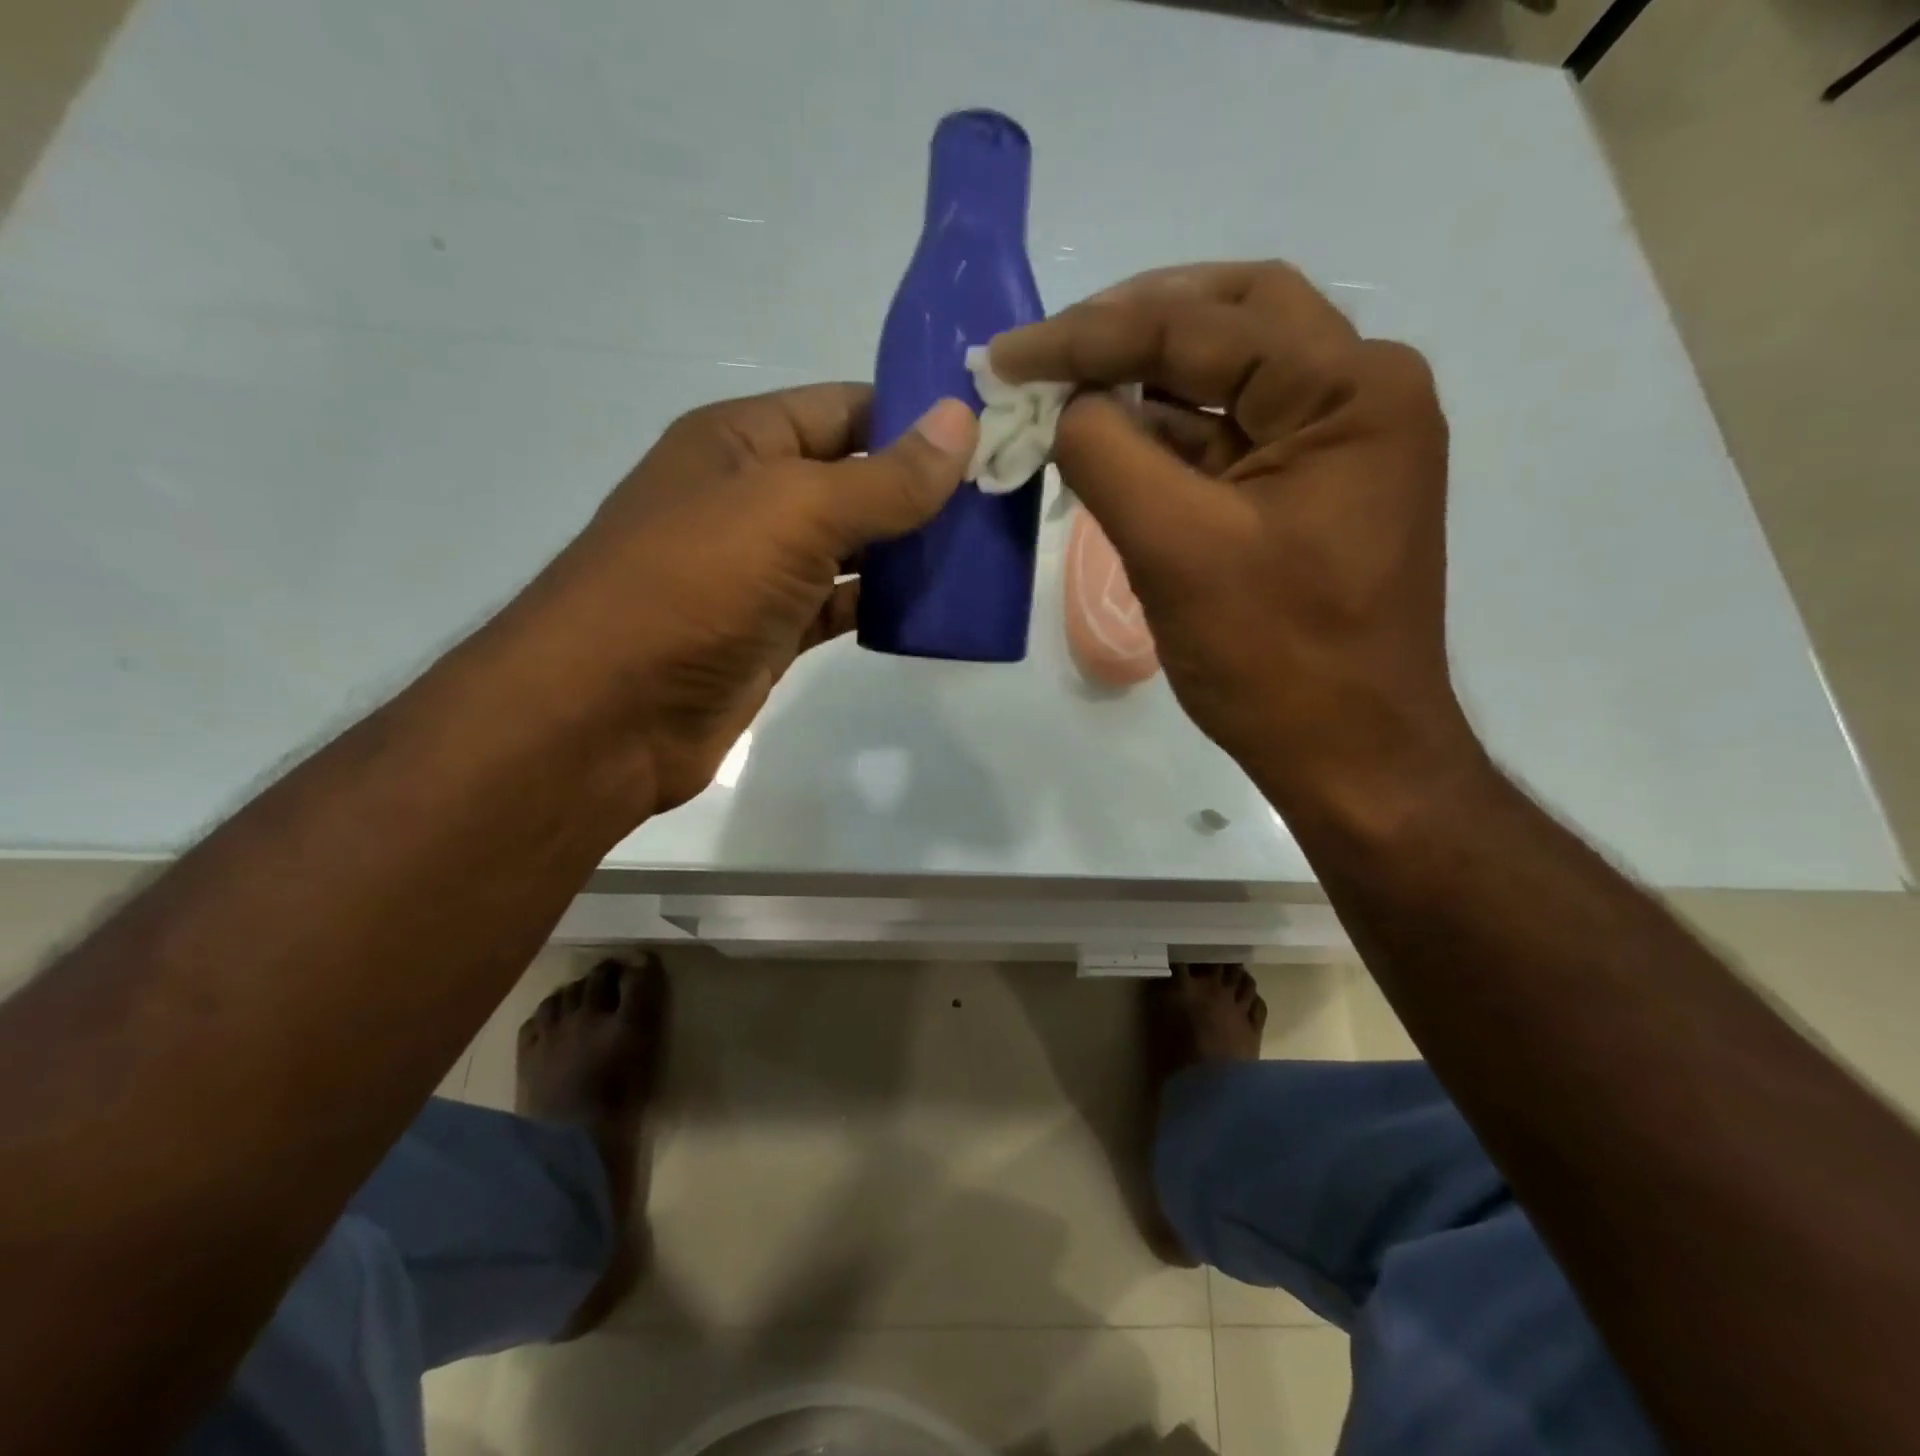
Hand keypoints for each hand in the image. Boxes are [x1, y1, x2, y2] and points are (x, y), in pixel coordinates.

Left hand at [526, 385, 977, 811]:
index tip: (990, 434)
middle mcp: (748, 498)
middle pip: (853, 479)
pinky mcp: (769, 633)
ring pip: (850, 548)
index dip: (915, 416)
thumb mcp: (794, 512)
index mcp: (741, 441)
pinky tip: (933, 611)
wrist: (609, 714)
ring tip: (984, 555)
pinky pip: (838, 606)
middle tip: (1002, 502)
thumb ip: (883, 477)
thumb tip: (962, 423)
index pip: (845, 408)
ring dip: (908, 553)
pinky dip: (880, 606)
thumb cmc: (695, 586)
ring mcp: (758, 570)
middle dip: (921, 489)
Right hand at [990, 262, 1478, 822]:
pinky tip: (1109, 444)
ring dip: (1144, 383)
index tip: (1009, 355)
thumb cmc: (1275, 659)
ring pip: (1228, 379)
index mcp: (1349, 390)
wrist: (1349, 755)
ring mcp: (1336, 446)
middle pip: (1231, 321)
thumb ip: (1108, 457)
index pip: (1202, 326)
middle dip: (1132, 327)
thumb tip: (1066, 405)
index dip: (1091, 335)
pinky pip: (1228, 440)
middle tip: (1054, 349)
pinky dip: (1166, 436)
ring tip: (1064, 392)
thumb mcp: (1177, 550)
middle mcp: (1358, 396)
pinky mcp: (1308, 492)